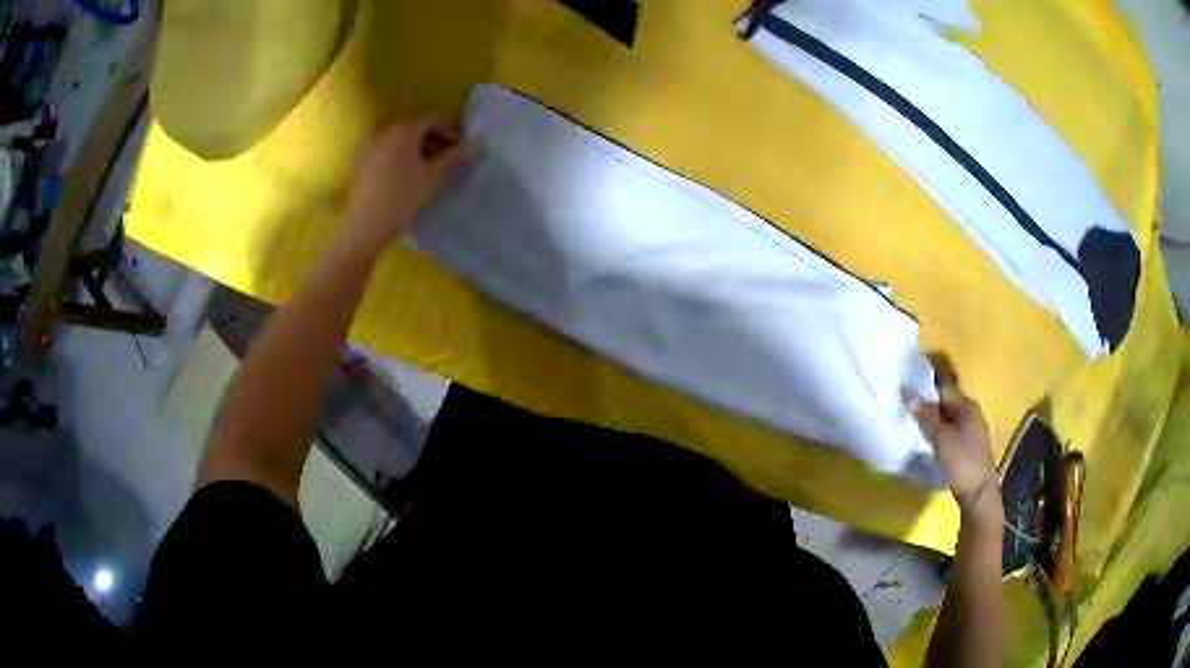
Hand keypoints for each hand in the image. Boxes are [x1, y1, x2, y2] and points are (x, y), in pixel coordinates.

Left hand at [342, 117, 461, 246]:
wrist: (366, 222)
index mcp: (403, 131)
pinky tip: (403, 173)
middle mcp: (384, 132)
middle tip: (443, 154)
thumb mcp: (431, 177)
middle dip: (429, 138)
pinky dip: (397, 155)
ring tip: (424, 165)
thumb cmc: (402, 196)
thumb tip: (463, 149)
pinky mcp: (360, 162)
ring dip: (413, 147)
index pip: (429, 120)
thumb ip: (449, 159)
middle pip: (411, 127)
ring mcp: (369, 146)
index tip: (456, 144)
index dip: (446, 129)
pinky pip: (384, 150)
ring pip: (396, 139)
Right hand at [908, 379, 1001, 521]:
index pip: (943, 388)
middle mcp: (972, 413)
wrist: (979, 493)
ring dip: (933, 421)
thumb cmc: (961, 461)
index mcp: (967, 405)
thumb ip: (926, 417)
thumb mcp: (941, 439)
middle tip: (906, 411)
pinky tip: (929, 442)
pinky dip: (939, 433)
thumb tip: (909, 395)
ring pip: (948, 419)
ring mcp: (972, 430)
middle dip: (928, 406)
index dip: (925, 388)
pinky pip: (951, 432)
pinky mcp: (969, 446)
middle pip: (946, 403)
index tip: (907, 391)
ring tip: (914, 426)